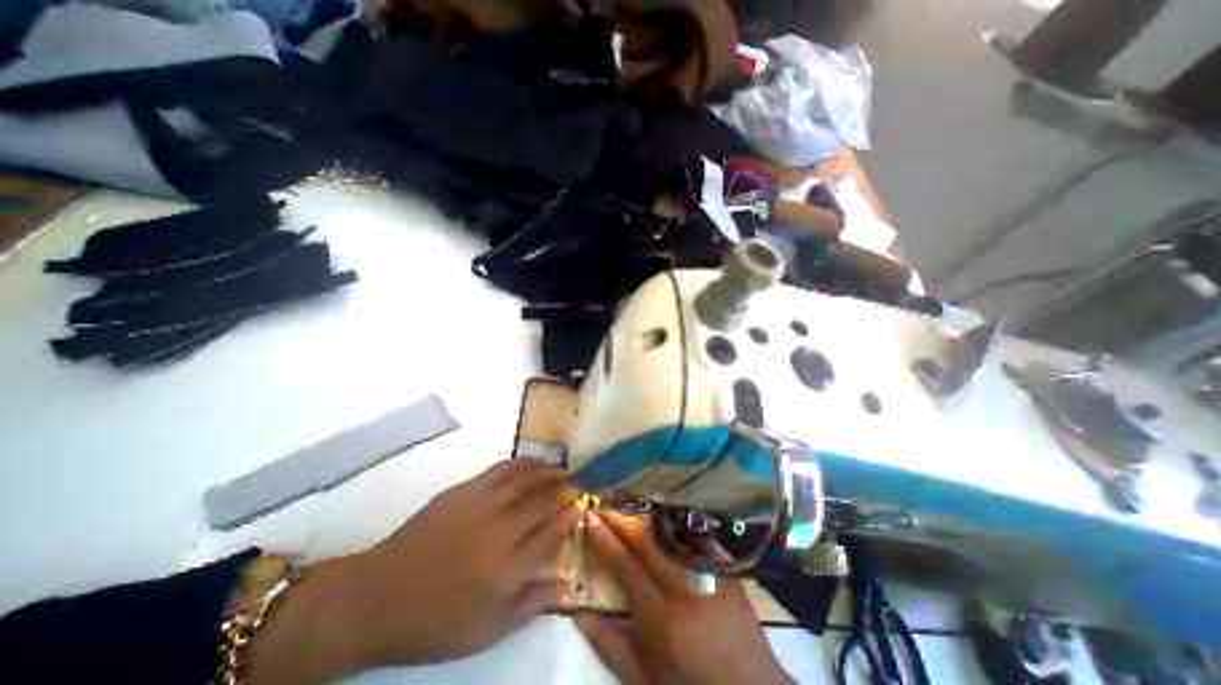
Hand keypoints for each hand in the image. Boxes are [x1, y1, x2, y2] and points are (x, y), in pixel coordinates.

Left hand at [246, 460, 581, 684]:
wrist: (376, 598)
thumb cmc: (434, 622)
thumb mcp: (486, 631)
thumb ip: (530, 604)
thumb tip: (565, 581)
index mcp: (507, 569)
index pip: (552, 533)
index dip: (570, 515)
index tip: (582, 505)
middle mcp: (499, 532)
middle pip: (543, 501)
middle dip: (565, 489)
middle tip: (578, 483)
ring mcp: (480, 506)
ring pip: (525, 480)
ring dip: (548, 471)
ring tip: (561, 469)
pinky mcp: (463, 491)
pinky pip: (500, 470)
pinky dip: (521, 463)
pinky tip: (532, 462)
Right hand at [578, 512, 797, 684]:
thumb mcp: (644, 684)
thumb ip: (610, 647)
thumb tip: (579, 613)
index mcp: (661, 618)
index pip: (625, 565)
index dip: (604, 538)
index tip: (590, 516)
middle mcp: (685, 588)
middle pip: (647, 542)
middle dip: (622, 519)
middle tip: (605, 502)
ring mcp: (710, 576)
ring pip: (671, 536)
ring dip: (646, 519)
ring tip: (628, 506)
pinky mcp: (727, 572)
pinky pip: (695, 541)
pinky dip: (673, 529)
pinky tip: (662, 519)